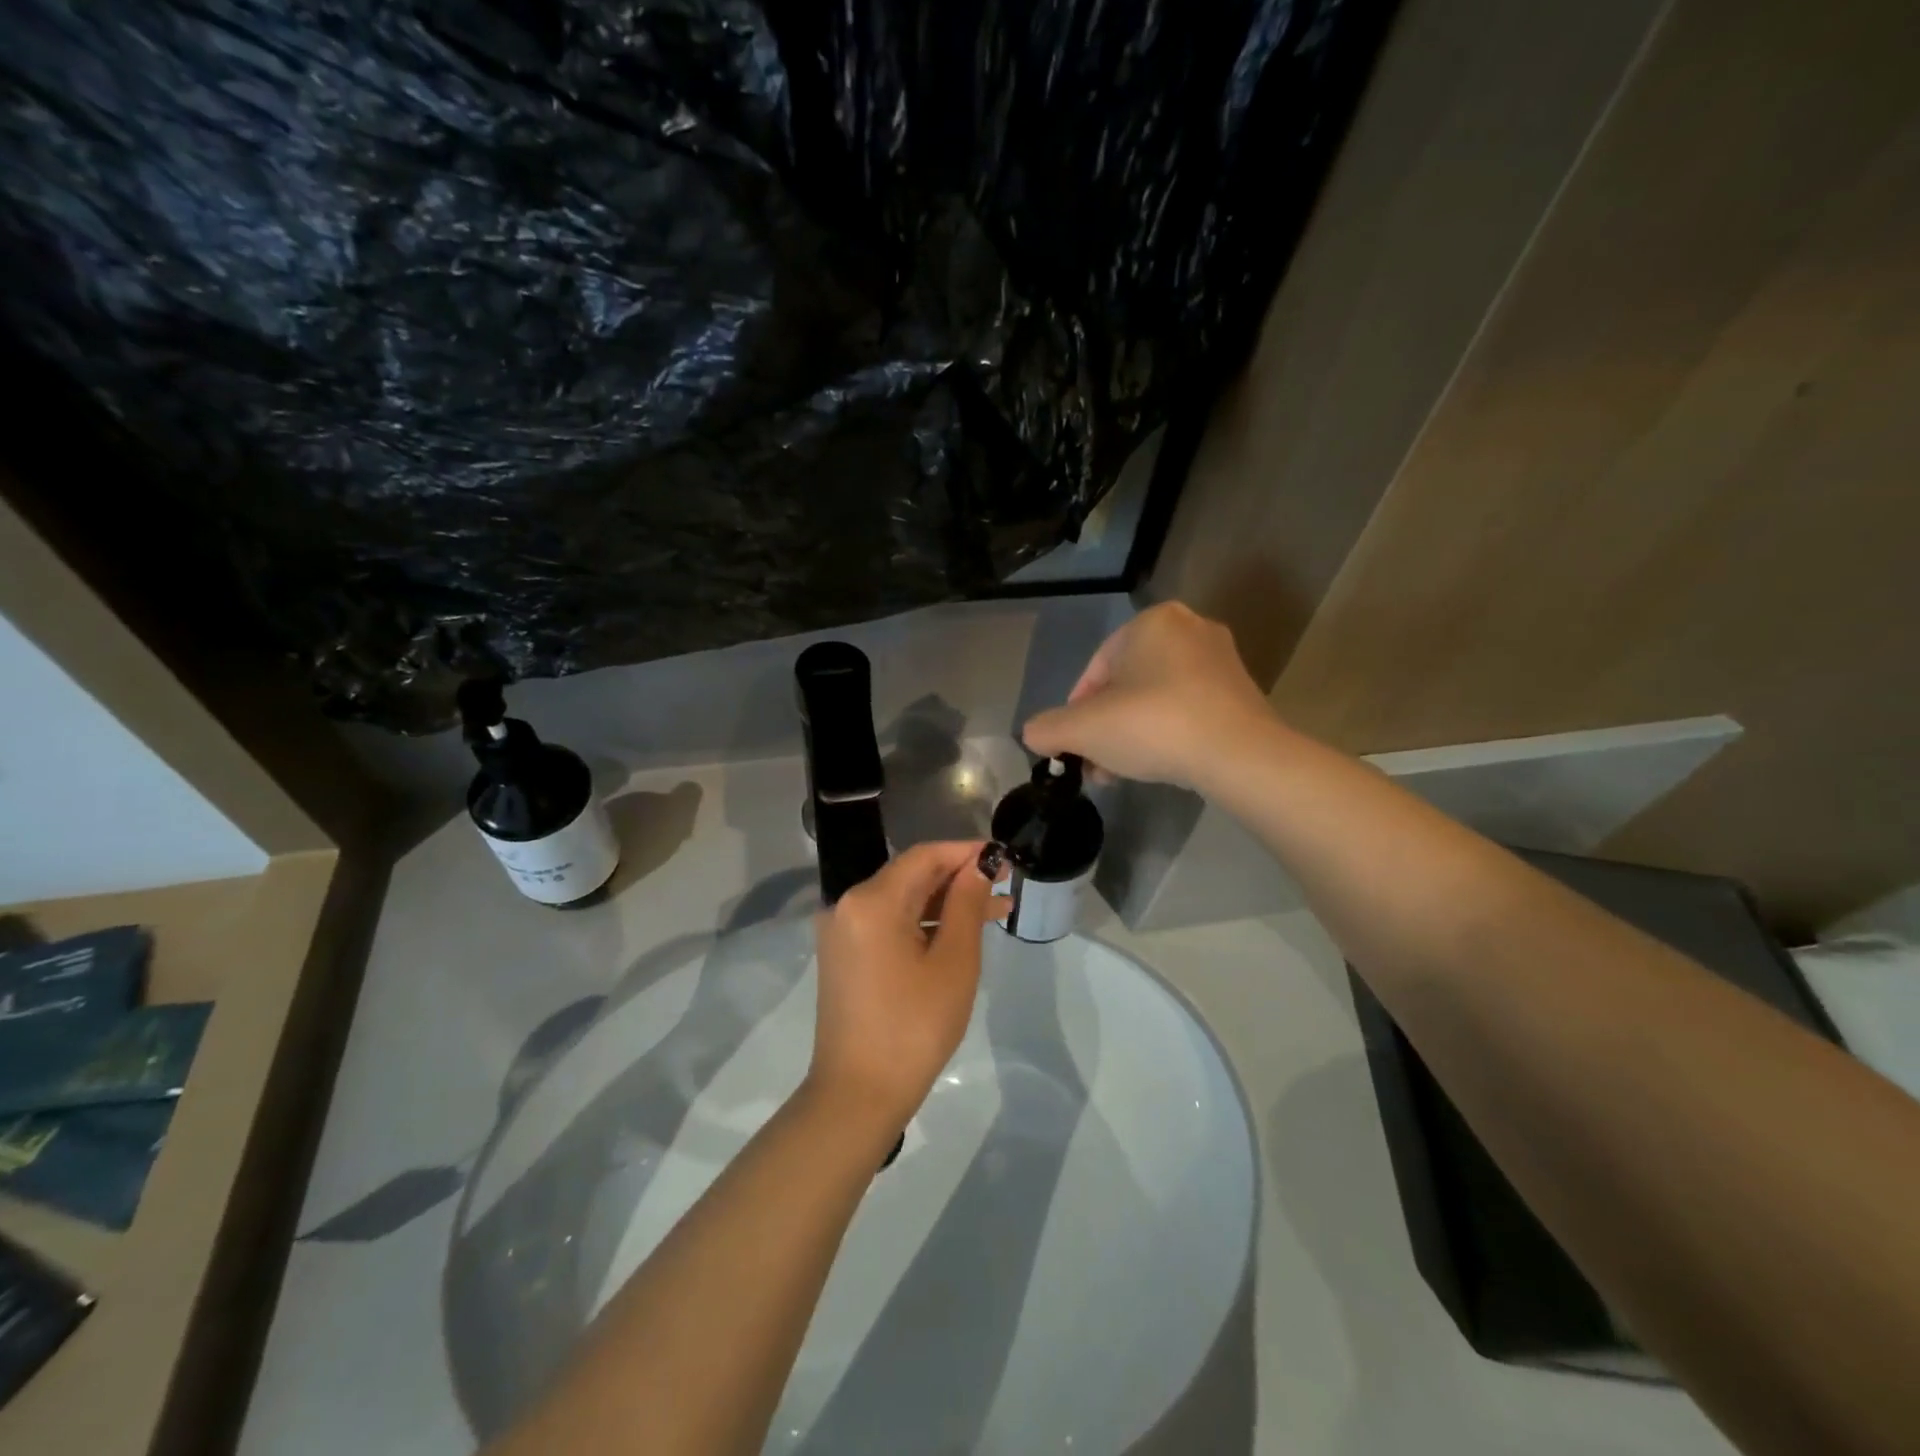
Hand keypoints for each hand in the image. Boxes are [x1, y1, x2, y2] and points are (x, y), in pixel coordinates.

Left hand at [808, 841, 1002, 1134]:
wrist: (858, 1095)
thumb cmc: (914, 1027)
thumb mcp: (954, 962)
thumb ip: (967, 904)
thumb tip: (978, 865)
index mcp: (871, 901)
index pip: (924, 857)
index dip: (965, 852)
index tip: (1003, 857)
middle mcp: (848, 905)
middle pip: (911, 876)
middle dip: (959, 879)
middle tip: (1004, 887)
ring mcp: (842, 931)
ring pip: (902, 901)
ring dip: (945, 903)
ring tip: (996, 912)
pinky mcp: (844, 955)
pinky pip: (888, 923)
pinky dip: (923, 924)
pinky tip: (958, 933)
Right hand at [1022, 602, 1278, 790]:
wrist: (1239, 755)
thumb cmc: (1153, 725)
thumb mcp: (1083, 729)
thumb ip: (1047, 729)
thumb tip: (1034, 735)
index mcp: (1152, 622)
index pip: (1095, 670)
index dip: (1076, 712)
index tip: (1073, 746)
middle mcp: (1189, 629)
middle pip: (1126, 686)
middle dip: (1105, 728)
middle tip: (1095, 763)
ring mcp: (1221, 661)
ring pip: (1155, 701)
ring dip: (1131, 735)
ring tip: (1120, 773)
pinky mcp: (1241, 693)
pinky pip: (1187, 710)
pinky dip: (1167, 735)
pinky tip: (1158, 766)